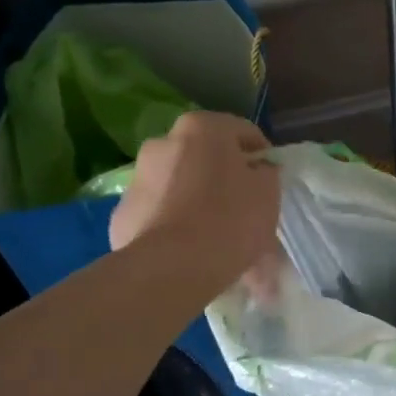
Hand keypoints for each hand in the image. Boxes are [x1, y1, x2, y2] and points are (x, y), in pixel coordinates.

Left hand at [107, 112, 279, 299]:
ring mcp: (138, 178)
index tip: (272, 181)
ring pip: (181, 187)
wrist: (171, 267)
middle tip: (245, 212)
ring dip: (200, 205)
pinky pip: (161, 215)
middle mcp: (163, 142)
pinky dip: (177, 227)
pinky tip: (193, 253)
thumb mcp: (268, 194)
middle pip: (206, 159)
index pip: (243, 132)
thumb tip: (257, 171)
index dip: (263, 157)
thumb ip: (266, 174)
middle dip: (226, 181)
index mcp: (202, 128)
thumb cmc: (229, 221)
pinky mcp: (123, 214)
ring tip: (220, 240)